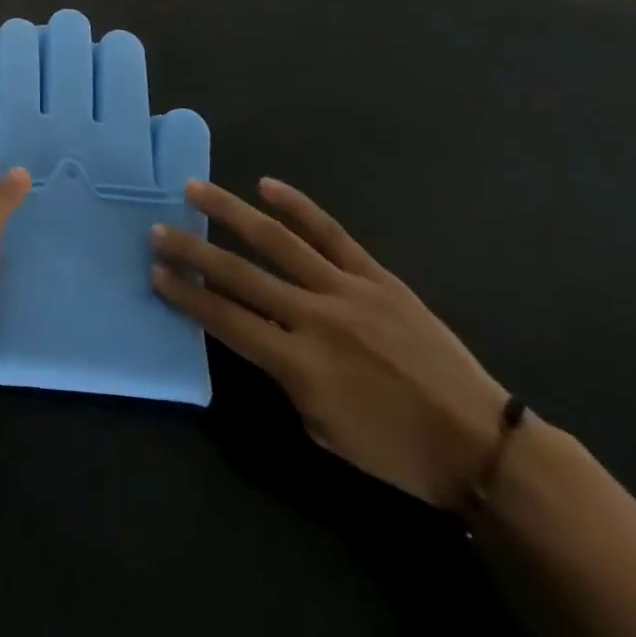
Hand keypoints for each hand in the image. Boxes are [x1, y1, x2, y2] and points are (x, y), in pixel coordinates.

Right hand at [152, 178, 507, 508]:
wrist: (480, 444)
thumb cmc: (397, 450)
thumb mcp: (324, 429)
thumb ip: (284, 376)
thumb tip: (259, 335)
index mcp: (300, 364)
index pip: (226, 319)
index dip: (187, 295)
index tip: (155, 273)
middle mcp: (315, 318)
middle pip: (239, 274)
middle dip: (192, 251)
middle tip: (158, 230)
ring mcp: (346, 290)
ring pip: (277, 240)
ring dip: (230, 212)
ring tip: (195, 189)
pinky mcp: (376, 276)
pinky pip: (331, 233)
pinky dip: (298, 206)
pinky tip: (267, 185)